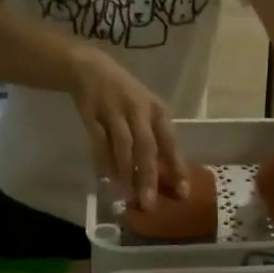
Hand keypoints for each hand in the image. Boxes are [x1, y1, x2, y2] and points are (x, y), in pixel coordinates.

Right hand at [69, 48, 185, 208]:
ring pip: (122, 147)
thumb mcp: (147, 110)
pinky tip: (106, 180)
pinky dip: (102, 162)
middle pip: (146, 147)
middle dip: (148, 176)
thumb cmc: (126, 95)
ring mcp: (114, 112)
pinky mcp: (92, 115)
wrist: (91, 69)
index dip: (177, 167)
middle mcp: (138, 110)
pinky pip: (98, 143)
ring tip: (126, 197)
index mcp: (157, 110)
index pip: (170, 142)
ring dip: (124, 173)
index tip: (183, 192)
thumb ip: (156, 138)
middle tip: (149, 203)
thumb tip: (169, 174)